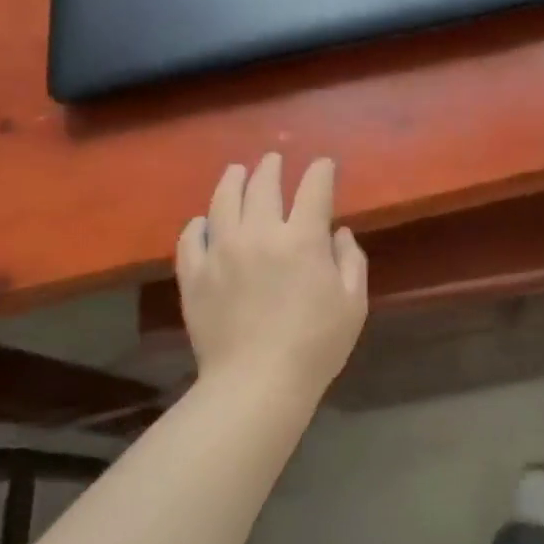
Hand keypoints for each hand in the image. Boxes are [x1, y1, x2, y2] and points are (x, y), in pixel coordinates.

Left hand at [177, 154, 368, 400]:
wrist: (256, 383)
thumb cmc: (316, 345)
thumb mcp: (353, 304)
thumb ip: (351, 261)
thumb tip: (338, 233)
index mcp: (302, 239)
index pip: (314, 189)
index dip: (321, 171)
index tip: (324, 165)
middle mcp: (259, 234)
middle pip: (263, 185)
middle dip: (272, 167)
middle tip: (274, 160)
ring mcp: (220, 252)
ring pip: (222, 201)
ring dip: (232, 181)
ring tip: (237, 172)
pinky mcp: (194, 275)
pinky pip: (190, 237)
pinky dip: (198, 224)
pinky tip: (203, 222)